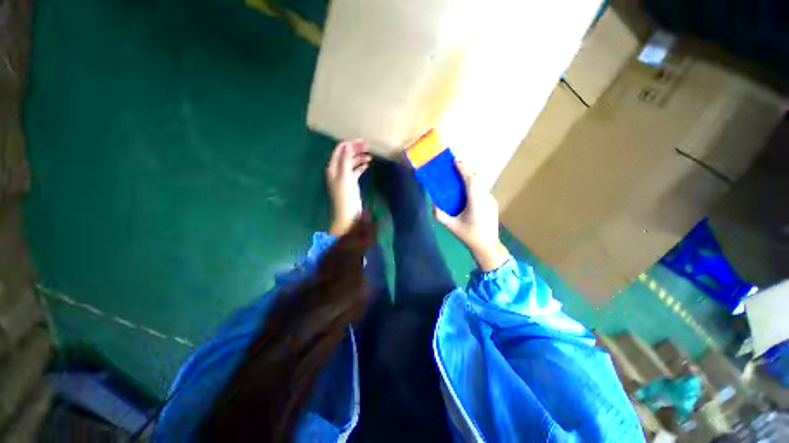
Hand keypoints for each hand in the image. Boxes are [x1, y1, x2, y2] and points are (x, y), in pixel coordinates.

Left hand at [326, 139, 371, 235]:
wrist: (348, 214)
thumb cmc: (346, 195)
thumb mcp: (345, 176)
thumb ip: (346, 160)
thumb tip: (348, 145)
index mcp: (333, 167)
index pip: (340, 150)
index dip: (350, 144)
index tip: (362, 141)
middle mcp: (338, 170)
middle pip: (346, 155)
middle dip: (356, 149)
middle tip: (368, 146)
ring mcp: (345, 177)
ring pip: (352, 163)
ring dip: (360, 158)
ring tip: (370, 156)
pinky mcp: (351, 183)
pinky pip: (356, 171)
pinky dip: (361, 167)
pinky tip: (367, 165)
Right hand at [434, 161, 509, 270]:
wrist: (488, 246)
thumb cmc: (468, 236)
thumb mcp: (451, 226)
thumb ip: (440, 215)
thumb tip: (433, 204)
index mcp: (476, 202)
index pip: (471, 180)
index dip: (464, 169)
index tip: (455, 161)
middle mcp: (485, 198)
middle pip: (478, 178)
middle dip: (467, 169)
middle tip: (455, 165)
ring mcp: (491, 200)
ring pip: (482, 183)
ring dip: (471, 176)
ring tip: (460, 175)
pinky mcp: (493, 203)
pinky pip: (483, 189)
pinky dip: (475, 184)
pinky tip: (468, 190)